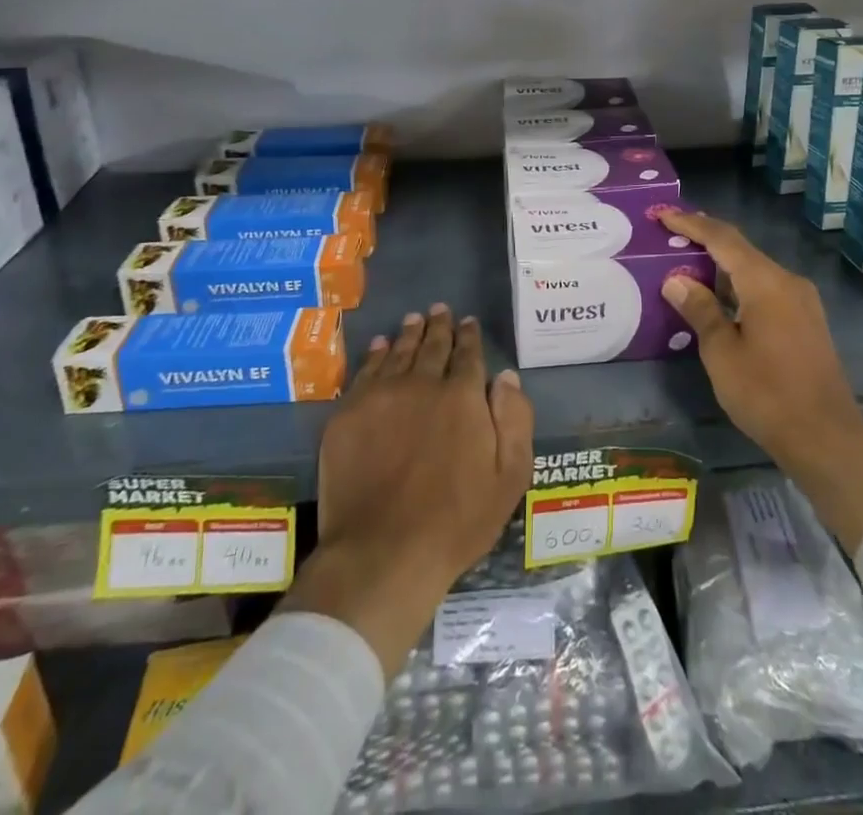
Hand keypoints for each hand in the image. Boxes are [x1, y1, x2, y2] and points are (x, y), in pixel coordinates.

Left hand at [282, 305, 533, 672]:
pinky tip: (380, 346)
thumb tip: (506, 377)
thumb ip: (515, 420)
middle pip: (432, 346)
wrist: (382, 552)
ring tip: (414, 319)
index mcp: (462, 397)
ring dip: (409, 333)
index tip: (469, 321)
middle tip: (440, 309)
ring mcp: (381, 396)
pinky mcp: (348, 414)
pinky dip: (376, 354)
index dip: (469, 336)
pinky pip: (365, 372)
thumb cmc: (456, 521)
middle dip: (439, 326)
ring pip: (398, 353)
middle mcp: (422, 384)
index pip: (468, 355)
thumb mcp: (509, 476)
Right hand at [652, 206, 862, 550]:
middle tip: (672, 233)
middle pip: (741, 249)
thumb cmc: (767, 393)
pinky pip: (766, 288)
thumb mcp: (722, 352)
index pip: (723, 238)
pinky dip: (739, 284)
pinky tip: (720, 297)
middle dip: (706, 239)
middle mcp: (787, 281)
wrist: (826, 437)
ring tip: (688, 262)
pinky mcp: (806, 320)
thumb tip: (677, 280)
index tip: (663, 214)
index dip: (692, 224)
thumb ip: (700, 310)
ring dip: (722, 265)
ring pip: (755, 269)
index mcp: (765, 282)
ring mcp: (801, 301)